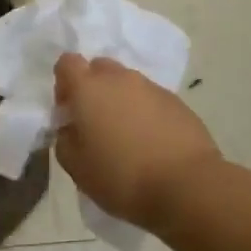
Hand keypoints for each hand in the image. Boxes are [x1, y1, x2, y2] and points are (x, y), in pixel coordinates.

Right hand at [54, 54, 222, 230]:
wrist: (186, 186)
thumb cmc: (121, 177)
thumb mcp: (75, 167)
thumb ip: (65, 139)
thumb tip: (71, 128)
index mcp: (89, 88)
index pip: (67, 63)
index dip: (64, 84)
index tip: (68, 111)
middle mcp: (120, 79)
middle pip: (99, 68)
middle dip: (93, 88)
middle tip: (95, 123)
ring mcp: (152, 88)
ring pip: (128, 83)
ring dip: (121, 101)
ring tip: (126, 136)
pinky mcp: (178, 102)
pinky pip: (151, 99)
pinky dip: (145, 113)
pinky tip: (150, 142)